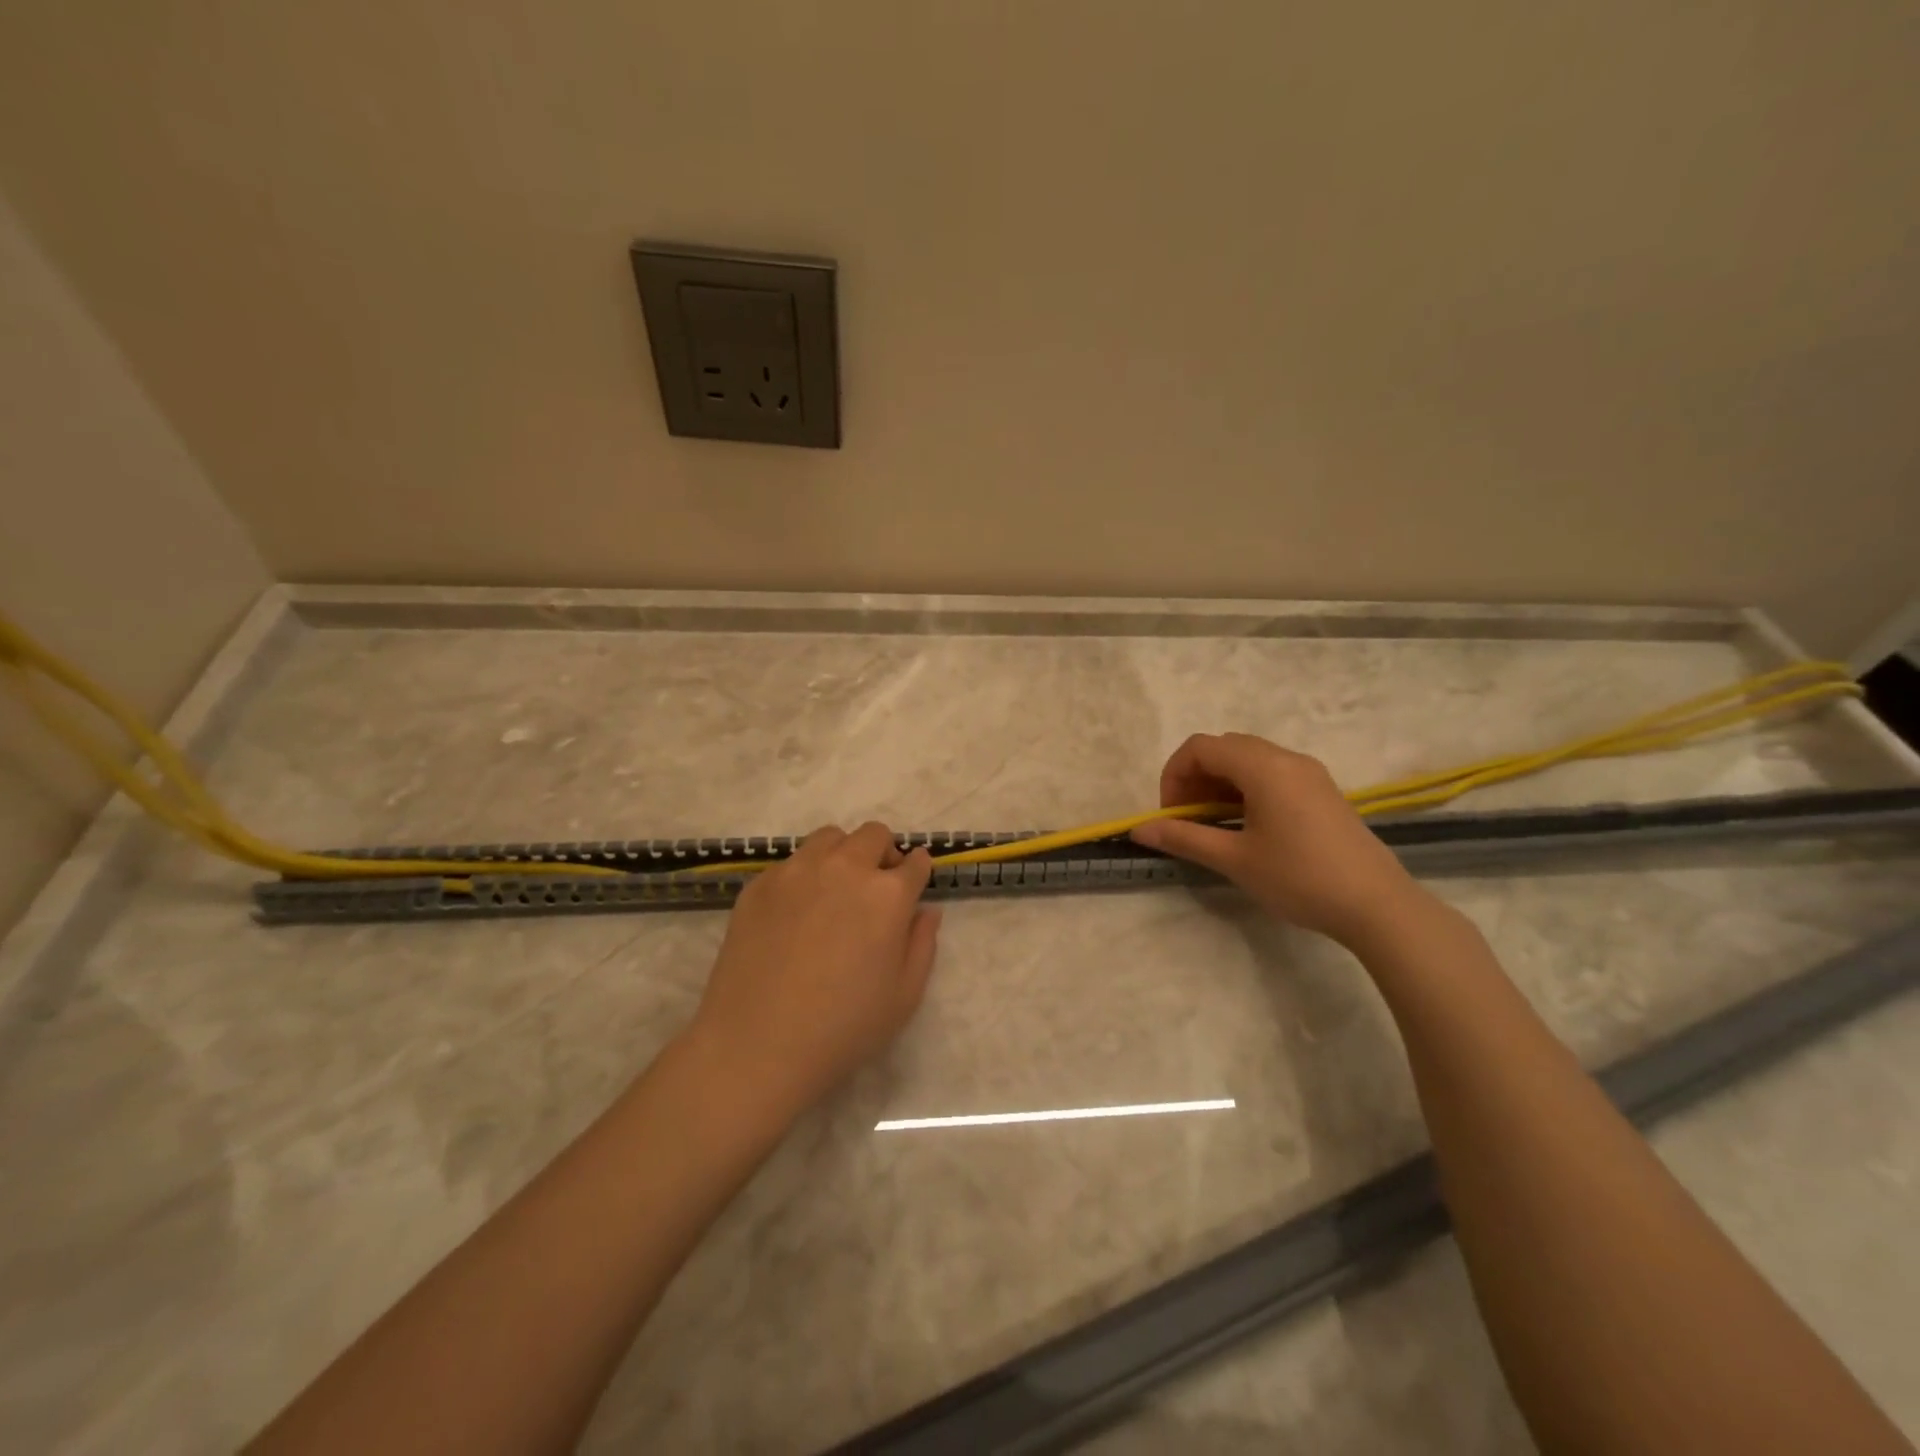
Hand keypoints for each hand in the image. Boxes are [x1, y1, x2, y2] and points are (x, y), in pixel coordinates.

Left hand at [687, 822, 941, 1116]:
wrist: (757, 1046)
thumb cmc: (843, 1028)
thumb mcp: (904, 996)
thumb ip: (923, 944)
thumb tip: (926, 910)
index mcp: (887, 894)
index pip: (915, 862)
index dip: (918, 873)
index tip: (912, 885)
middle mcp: (844, 868)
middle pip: (873, 835)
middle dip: (883, 854)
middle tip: (875, 890)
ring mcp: (797, 871)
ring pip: (829, 838)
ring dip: (842, 855)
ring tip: (834, 892)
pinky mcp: (759, 884)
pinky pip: (791, 862)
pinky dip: (803, 875)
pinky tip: (795, 914)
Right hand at [1130, 733, 1426, 946]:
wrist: (1377, 905)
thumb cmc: (1299, 878)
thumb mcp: (1234, 859)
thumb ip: (1184, 838)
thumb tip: (1139, 830)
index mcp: (1263, 767)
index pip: (1201, 747)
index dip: (1174, 775)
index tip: (1171, 815)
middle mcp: (1286, 758)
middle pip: (1224, 748)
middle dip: (1195, 778)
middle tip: (1188, 819)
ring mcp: (1309, 772)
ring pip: (1248, 759)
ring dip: (1220, 783)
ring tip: (1214, 825)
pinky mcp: (1322, 790)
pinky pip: (1272, 772)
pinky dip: (1246, 788)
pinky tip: (1248, 826)